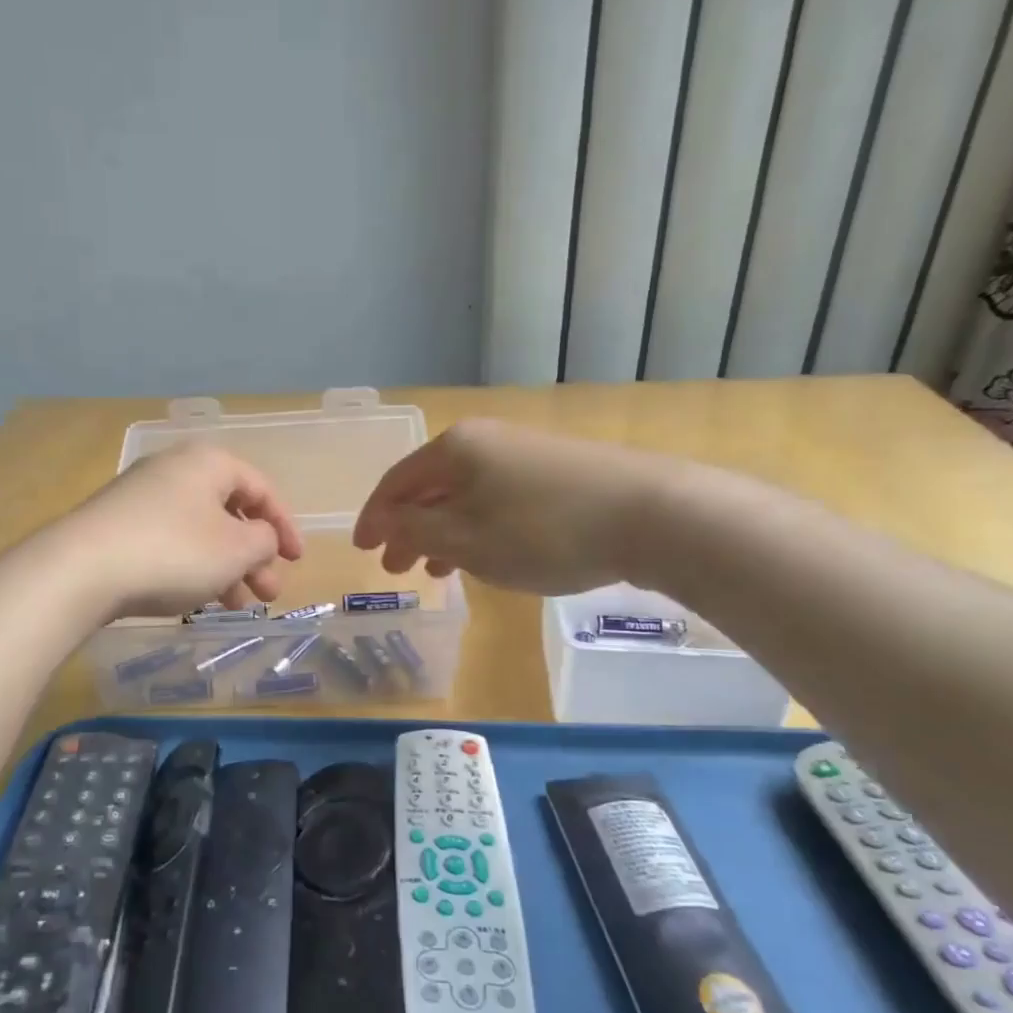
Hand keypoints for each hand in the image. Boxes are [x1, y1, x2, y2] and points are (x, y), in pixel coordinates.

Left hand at [62, 441, 303, 618]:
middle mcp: (175, 470)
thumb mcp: (236, 549)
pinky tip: (200, 599)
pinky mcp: (119, 527)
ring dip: (227, 568)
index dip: (285, 526)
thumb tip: (261, 538)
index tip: (297, 560)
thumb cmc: (174, 551)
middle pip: (229, 512)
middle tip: (269, 593)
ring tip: (239, 606)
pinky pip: (171, 543)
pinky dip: (194, 568)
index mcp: (208, 463)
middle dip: (255, 556)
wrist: (81, 570)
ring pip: (201, 532)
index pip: (261, 489)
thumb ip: (264, 540)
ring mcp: (142, 497)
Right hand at [352, 418, 679, 594]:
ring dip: (441, 532)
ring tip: (435, 571)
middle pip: (429, 487)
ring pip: (464, 495)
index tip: (362, 550)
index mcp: (454, 449)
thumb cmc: (542, 531)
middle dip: (407, 528)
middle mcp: (484, 440)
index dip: (374, 517)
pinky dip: (475, 528)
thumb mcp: (465, 539)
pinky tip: (482, 553)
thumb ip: (415, 530)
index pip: (396, 482)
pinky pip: (495, 499)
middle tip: (396, 568)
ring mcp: (522, 453)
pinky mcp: (554, 471)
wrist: (650, 515)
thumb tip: (387, 522)